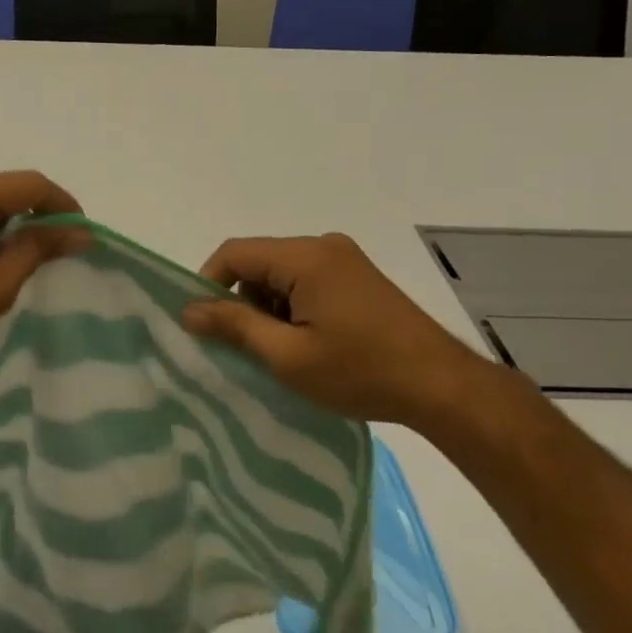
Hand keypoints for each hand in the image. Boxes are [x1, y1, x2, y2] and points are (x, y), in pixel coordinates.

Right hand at [182, 233, 490, 426]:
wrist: (443, 387)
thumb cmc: (361, 371)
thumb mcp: (288, 356)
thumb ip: (235, 326)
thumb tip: (188, 309)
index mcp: (305, 256)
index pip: (235, 253)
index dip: (209, 284)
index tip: (204, 325)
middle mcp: (323, 245)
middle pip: (259, 262)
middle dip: (244, 301)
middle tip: (251, 348)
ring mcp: (345, 259)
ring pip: (282, 273)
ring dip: (271, 307)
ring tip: (286, 352)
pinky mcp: (358, 276)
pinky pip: (307, 280)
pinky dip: (295, 306)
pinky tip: (312, 343)